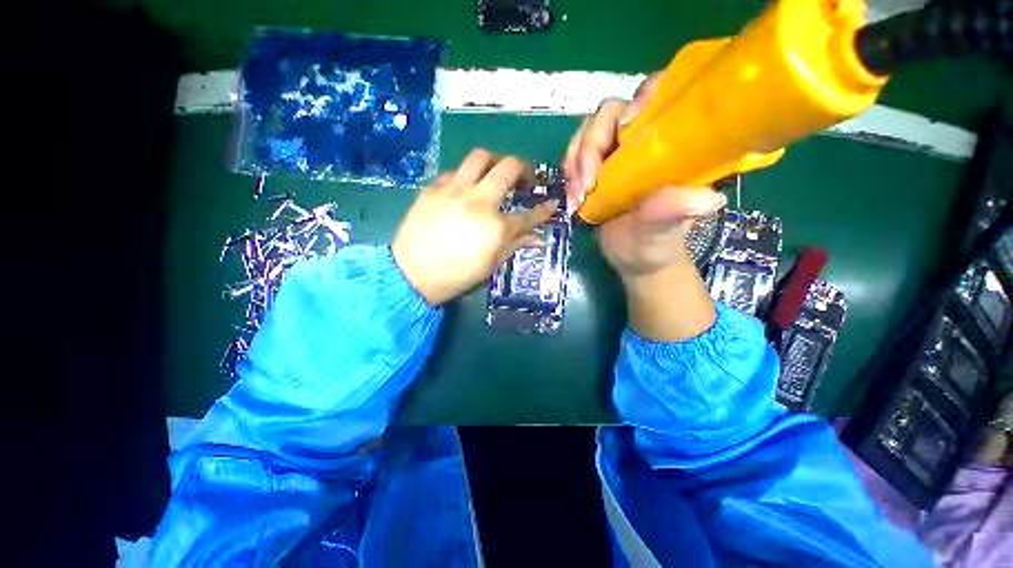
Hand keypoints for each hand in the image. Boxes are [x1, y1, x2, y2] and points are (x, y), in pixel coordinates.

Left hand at [392, 149, 557, 305]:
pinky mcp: (434, 188)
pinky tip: (465, 189)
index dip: (544, 209)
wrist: (411, 273)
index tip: (552, 203)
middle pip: (509, 167)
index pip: (529, 214)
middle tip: (525, 178)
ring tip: (496, 172)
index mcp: (496, 227)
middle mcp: (479, 201)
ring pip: (480, 157)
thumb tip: (537, 239)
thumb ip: (515, 246)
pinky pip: (455, 171)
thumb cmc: (456, 276)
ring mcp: (454, 190)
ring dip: (495, 160)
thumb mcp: (490, 265)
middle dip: (524, 168)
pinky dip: (466, 176)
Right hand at [563, 76, 725, 340]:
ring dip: (574, 165)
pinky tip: (573, 201)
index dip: (637, 103)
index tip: (621, 136)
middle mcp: (644, 140)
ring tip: (576, 200)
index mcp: (672, 144)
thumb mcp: (664, 231)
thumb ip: (674, 212)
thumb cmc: (656, 244)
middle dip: (590, 148)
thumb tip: (706, 199)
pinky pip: (575, 157)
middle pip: (610, 115)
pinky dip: (569, 176)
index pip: (658, 98)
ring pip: (587, 136)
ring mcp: (617, 153)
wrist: (634, 258)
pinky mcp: (597, 167)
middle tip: (585, 187)